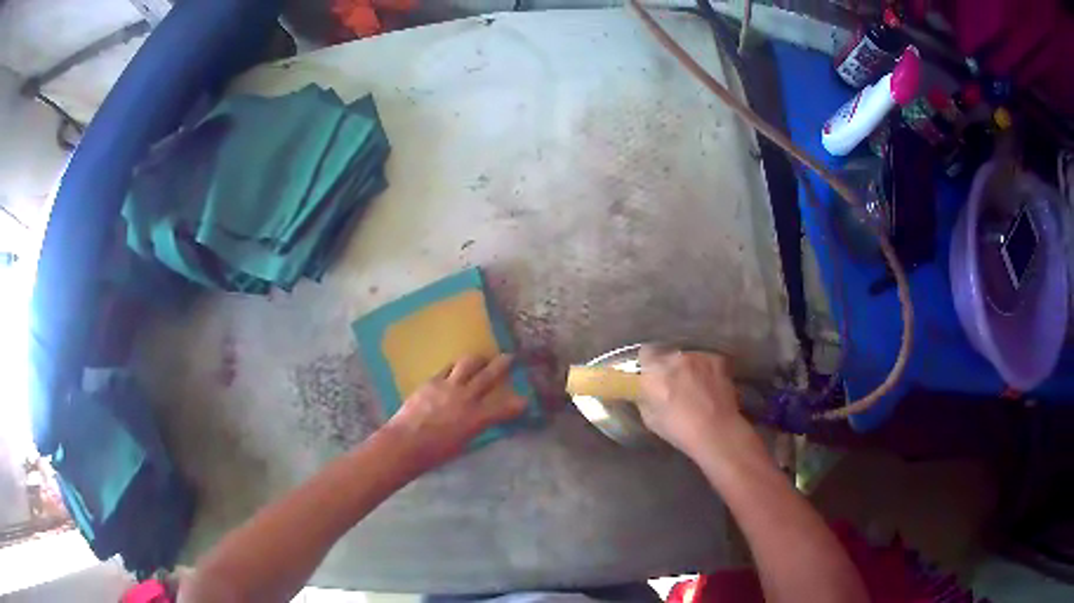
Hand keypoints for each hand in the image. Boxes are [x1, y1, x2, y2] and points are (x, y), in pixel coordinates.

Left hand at [385, 354, 526, 469]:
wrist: (405, 443)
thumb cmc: (435, 453)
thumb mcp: (463, 443)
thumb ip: (474, 427)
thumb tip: (479, 419)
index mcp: (477, 418)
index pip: (506, 407)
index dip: (519, 403)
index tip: (525, 400)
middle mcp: (466, 397)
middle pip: (490, 374)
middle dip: (503, 364)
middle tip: (510, 357)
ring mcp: (448, 386)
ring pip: (468, 363)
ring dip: (478, 359)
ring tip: (480, 358)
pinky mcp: (431, 381)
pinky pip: (447, 368)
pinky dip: (455, 367)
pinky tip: (455, 369)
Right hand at [637, 346, 753, 457]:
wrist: (717, 431)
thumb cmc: (680, 431)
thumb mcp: (650, 419)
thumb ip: (644, 397)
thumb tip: (645, 390)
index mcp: (654, 375)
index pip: (644, 354)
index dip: (647, 365)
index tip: (651, 375)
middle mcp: (674, 360)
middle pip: (666, 354)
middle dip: (667, 367)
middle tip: (673, 384)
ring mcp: (697, 357)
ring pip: (686, 356)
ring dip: (686, 367)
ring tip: (694, 385)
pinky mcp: (715, 359)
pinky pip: (704, 359)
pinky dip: (704, 368)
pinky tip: (708, 383)